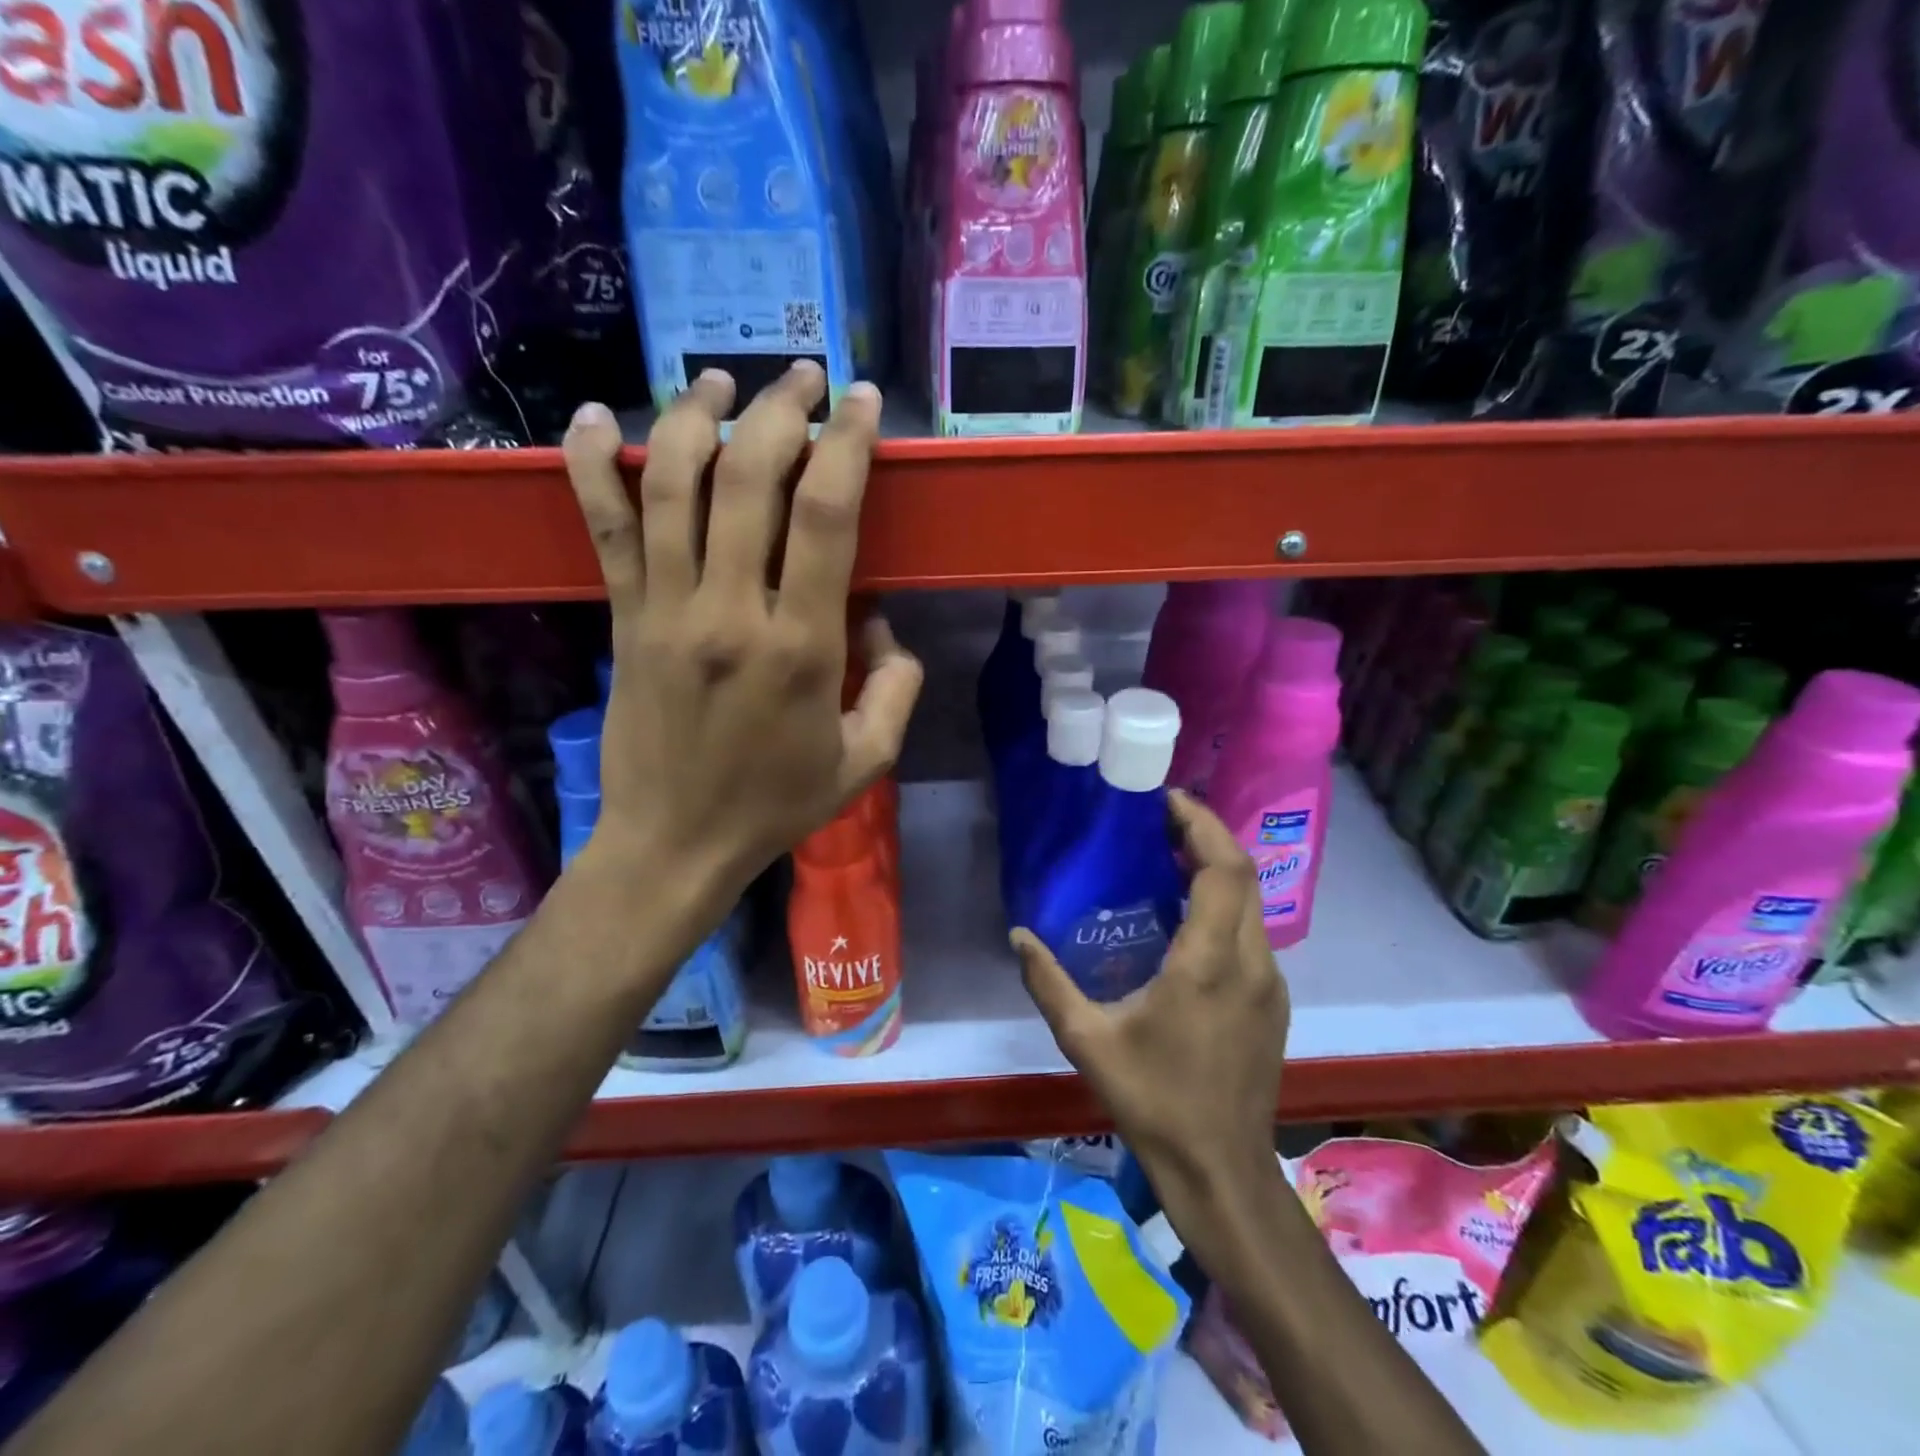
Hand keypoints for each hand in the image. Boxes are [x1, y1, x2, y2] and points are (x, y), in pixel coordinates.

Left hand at [562, 364, 922, 910]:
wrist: (675, 843)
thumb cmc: (776, 804)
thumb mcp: (867, 760)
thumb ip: (896, 685)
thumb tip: (879, 622)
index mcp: (800, 646)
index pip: (826, 516)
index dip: (846, 444)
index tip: (860, 403)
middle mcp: (729, 611)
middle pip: (748, 479)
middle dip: (780, 410)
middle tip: (803, 377)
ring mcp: (664, 609)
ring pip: (669, 483)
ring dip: (695, 416)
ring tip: (720, 382)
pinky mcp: (622, 618)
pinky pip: (600, 527)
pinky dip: (588, 464)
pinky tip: (591, 418)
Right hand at [1013, 791, 1288, 1231]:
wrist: (1221, 1169)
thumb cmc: (1154, 1101)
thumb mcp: (1088, 1040)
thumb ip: (1049, 982)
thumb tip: (1018, 936)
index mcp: (1210, 962)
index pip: (1223, 869)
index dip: (1201, 825)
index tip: (1165, 801)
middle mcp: (1251, 961)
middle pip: (1243, 874)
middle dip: (1206, 835)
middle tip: (1160, 821)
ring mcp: (1270, 982)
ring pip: (1252, 902)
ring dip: (1217, 869)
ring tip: (1168, 858)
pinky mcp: (1273, 1001)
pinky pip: (1253, 931)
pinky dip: (1225, 903)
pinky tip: (1187, 917)